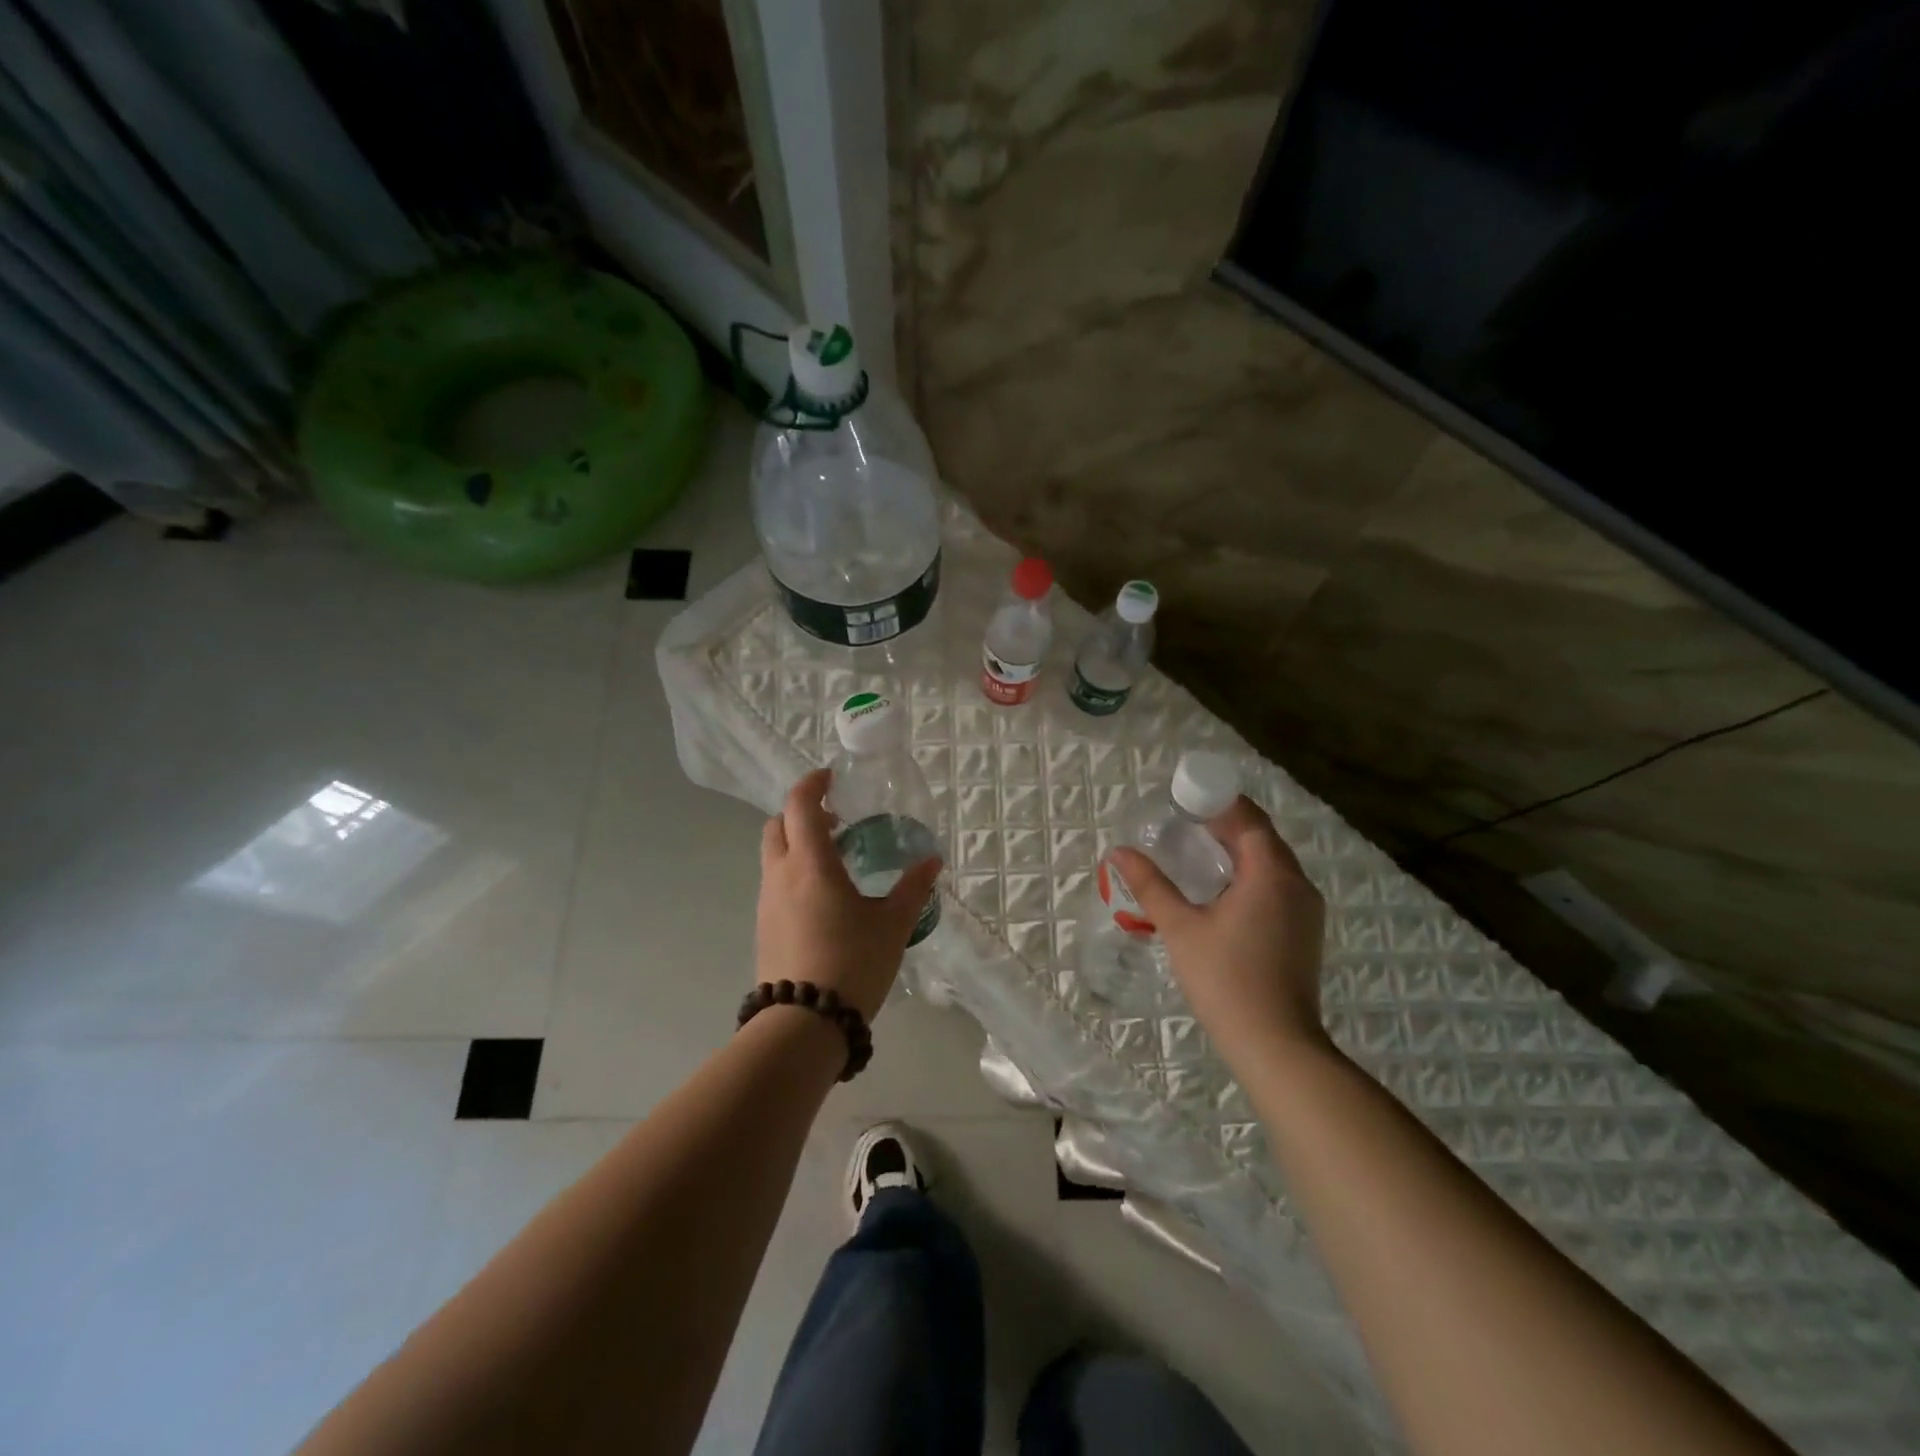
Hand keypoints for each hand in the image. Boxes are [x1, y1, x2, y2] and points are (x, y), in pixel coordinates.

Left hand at [756, 768, 942, 1020]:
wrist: (804, 1024)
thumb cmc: (852, 962)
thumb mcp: (893, 924)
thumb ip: (913, 888)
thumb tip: (932, 859)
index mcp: (810, 863)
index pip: (799, 805)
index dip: (812, 784)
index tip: (833, 779)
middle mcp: (780, 875)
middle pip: (778, 825)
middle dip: (801, 812)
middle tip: (837, 819)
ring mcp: (766, 902)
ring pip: (773, 855)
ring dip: (797, 844)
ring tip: (836, 859)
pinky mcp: (764, 927)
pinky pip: (775, 883)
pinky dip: (794, 872)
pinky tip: (824, 898)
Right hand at [1111, 796, 1329, 1066]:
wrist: (1275, 1044)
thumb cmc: (1225, 980)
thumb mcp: (1180, 928)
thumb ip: (1151, 885)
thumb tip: (1119, 851)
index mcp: (1270, 874)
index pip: (1249, 819)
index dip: (1219, 803)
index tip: (1186, 799)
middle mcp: (1297, 884)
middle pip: (1263, 838)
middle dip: (1227, 824)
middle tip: (1185, 822)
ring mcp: (1306, 909)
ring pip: (1272, 862)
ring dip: (1239, 850)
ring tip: (1199, 851)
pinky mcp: (1305, 931)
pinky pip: (1278, 884)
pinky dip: (1251, 874)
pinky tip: (1222, 890)